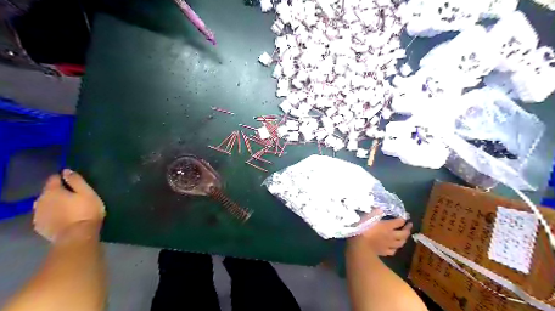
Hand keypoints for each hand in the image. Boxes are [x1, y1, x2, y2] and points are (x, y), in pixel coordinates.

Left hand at [33, 170, 103, 242]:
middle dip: (58, 192)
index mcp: (52, 191)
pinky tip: (62, 217)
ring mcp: (38, 215)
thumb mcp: (87, 193)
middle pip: (48, 192)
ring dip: (54, 204)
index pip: (53, 179)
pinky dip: (52, 214)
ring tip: (68, 207)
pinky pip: (45, 215)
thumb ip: (76, 181)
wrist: (77, 235)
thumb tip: (66, 171)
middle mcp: (40, 201)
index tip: (73, 181)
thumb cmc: (86, 211)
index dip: (63, 178)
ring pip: (45, 204)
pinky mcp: (40, 226)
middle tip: (73, 196)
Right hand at [350, 213, 410, 256]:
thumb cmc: (363, 229)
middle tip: (409, 225)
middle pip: (404, 233)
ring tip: (404, 237)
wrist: (360, 246)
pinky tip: (393, 247)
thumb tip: (380, 209)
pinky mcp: (384, 252)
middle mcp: (391, 235)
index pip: (399, 222)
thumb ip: (375, 213)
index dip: (403, 219)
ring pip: (400, 243)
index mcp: (387, 226)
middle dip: (407, 229)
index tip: (405, 217)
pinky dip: (395, 248)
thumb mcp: (367, 217)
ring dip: (404, 239)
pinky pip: (393, 251)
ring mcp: (388, 245)